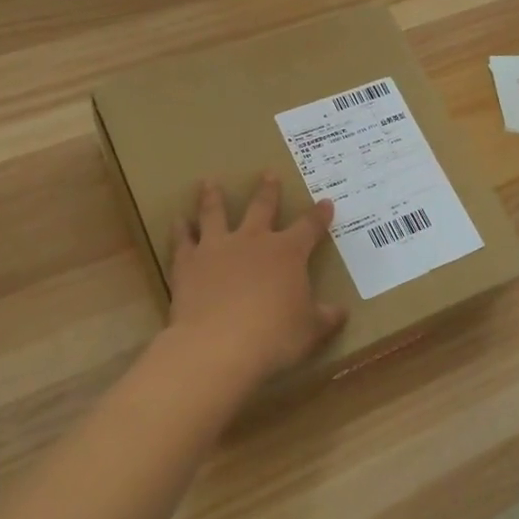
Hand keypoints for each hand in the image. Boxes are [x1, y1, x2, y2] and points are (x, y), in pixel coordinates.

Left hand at [165, 174, 346, 382]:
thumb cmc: (274, 337)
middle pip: (262, 207)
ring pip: (215, 213)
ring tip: (209, 182)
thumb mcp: (310, 331)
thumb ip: (325, 318)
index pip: (309, 227)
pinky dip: (180, 230)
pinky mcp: (188, 263)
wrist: (218, 345)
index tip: (326, 203)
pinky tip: (178, 220)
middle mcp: (253, 241)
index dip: (319, 215)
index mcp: (288, 253)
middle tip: (268, 173)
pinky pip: (183, 240)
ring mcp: (218, 248)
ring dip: (213, 197)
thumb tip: (340, 312)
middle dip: (268, 190)